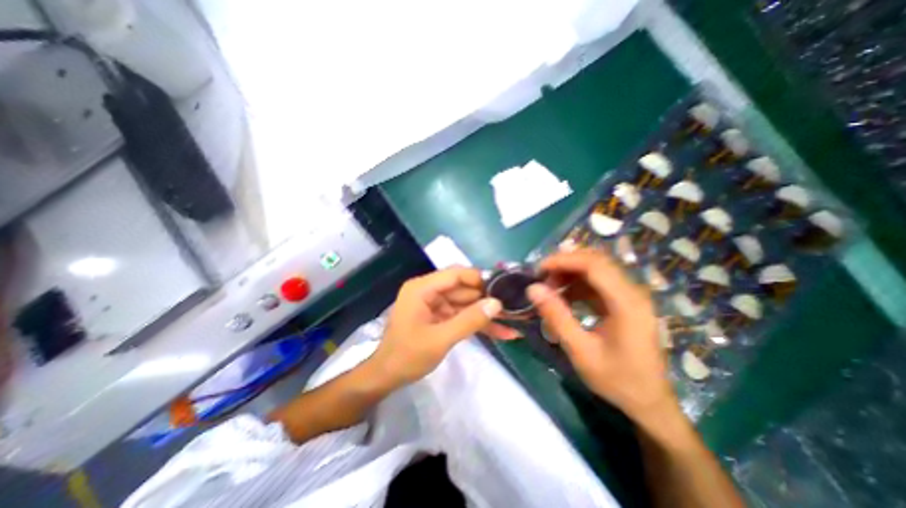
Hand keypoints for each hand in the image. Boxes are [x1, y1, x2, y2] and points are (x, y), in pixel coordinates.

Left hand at [370, 268, 508, 385]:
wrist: (387, 377)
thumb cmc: (407, 356)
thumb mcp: (440, 339)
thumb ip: (469, 320)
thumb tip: (497, 304)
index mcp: (422, 288)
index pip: (455, 274)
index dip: (479, 279)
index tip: (502, 288)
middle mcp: (428, 291)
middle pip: (463, 289)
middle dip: (487, 300)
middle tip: (513, 308)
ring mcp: (435, 304)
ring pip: (466, 303)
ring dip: (486, 314)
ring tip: (513, 322)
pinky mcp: (440, 316)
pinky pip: (462, 315)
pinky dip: (478, 323)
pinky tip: (501, 332)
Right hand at [525, 250, 678, 424]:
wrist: (649, 401)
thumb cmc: (616, 380)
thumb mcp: (581, 351)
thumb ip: (556, 317)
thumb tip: (533, 289)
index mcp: (627, 304)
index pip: (594, 265)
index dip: (563, 260)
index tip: (538, 269)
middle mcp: (633, 292)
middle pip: (596, 261)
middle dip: (565, 264)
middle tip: (542, 278)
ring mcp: (630, 295)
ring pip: (596, 268)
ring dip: (569, 272)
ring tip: (549, 288)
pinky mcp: (624, 301)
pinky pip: (597, 282)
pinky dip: (576, 283)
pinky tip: (564, 296)